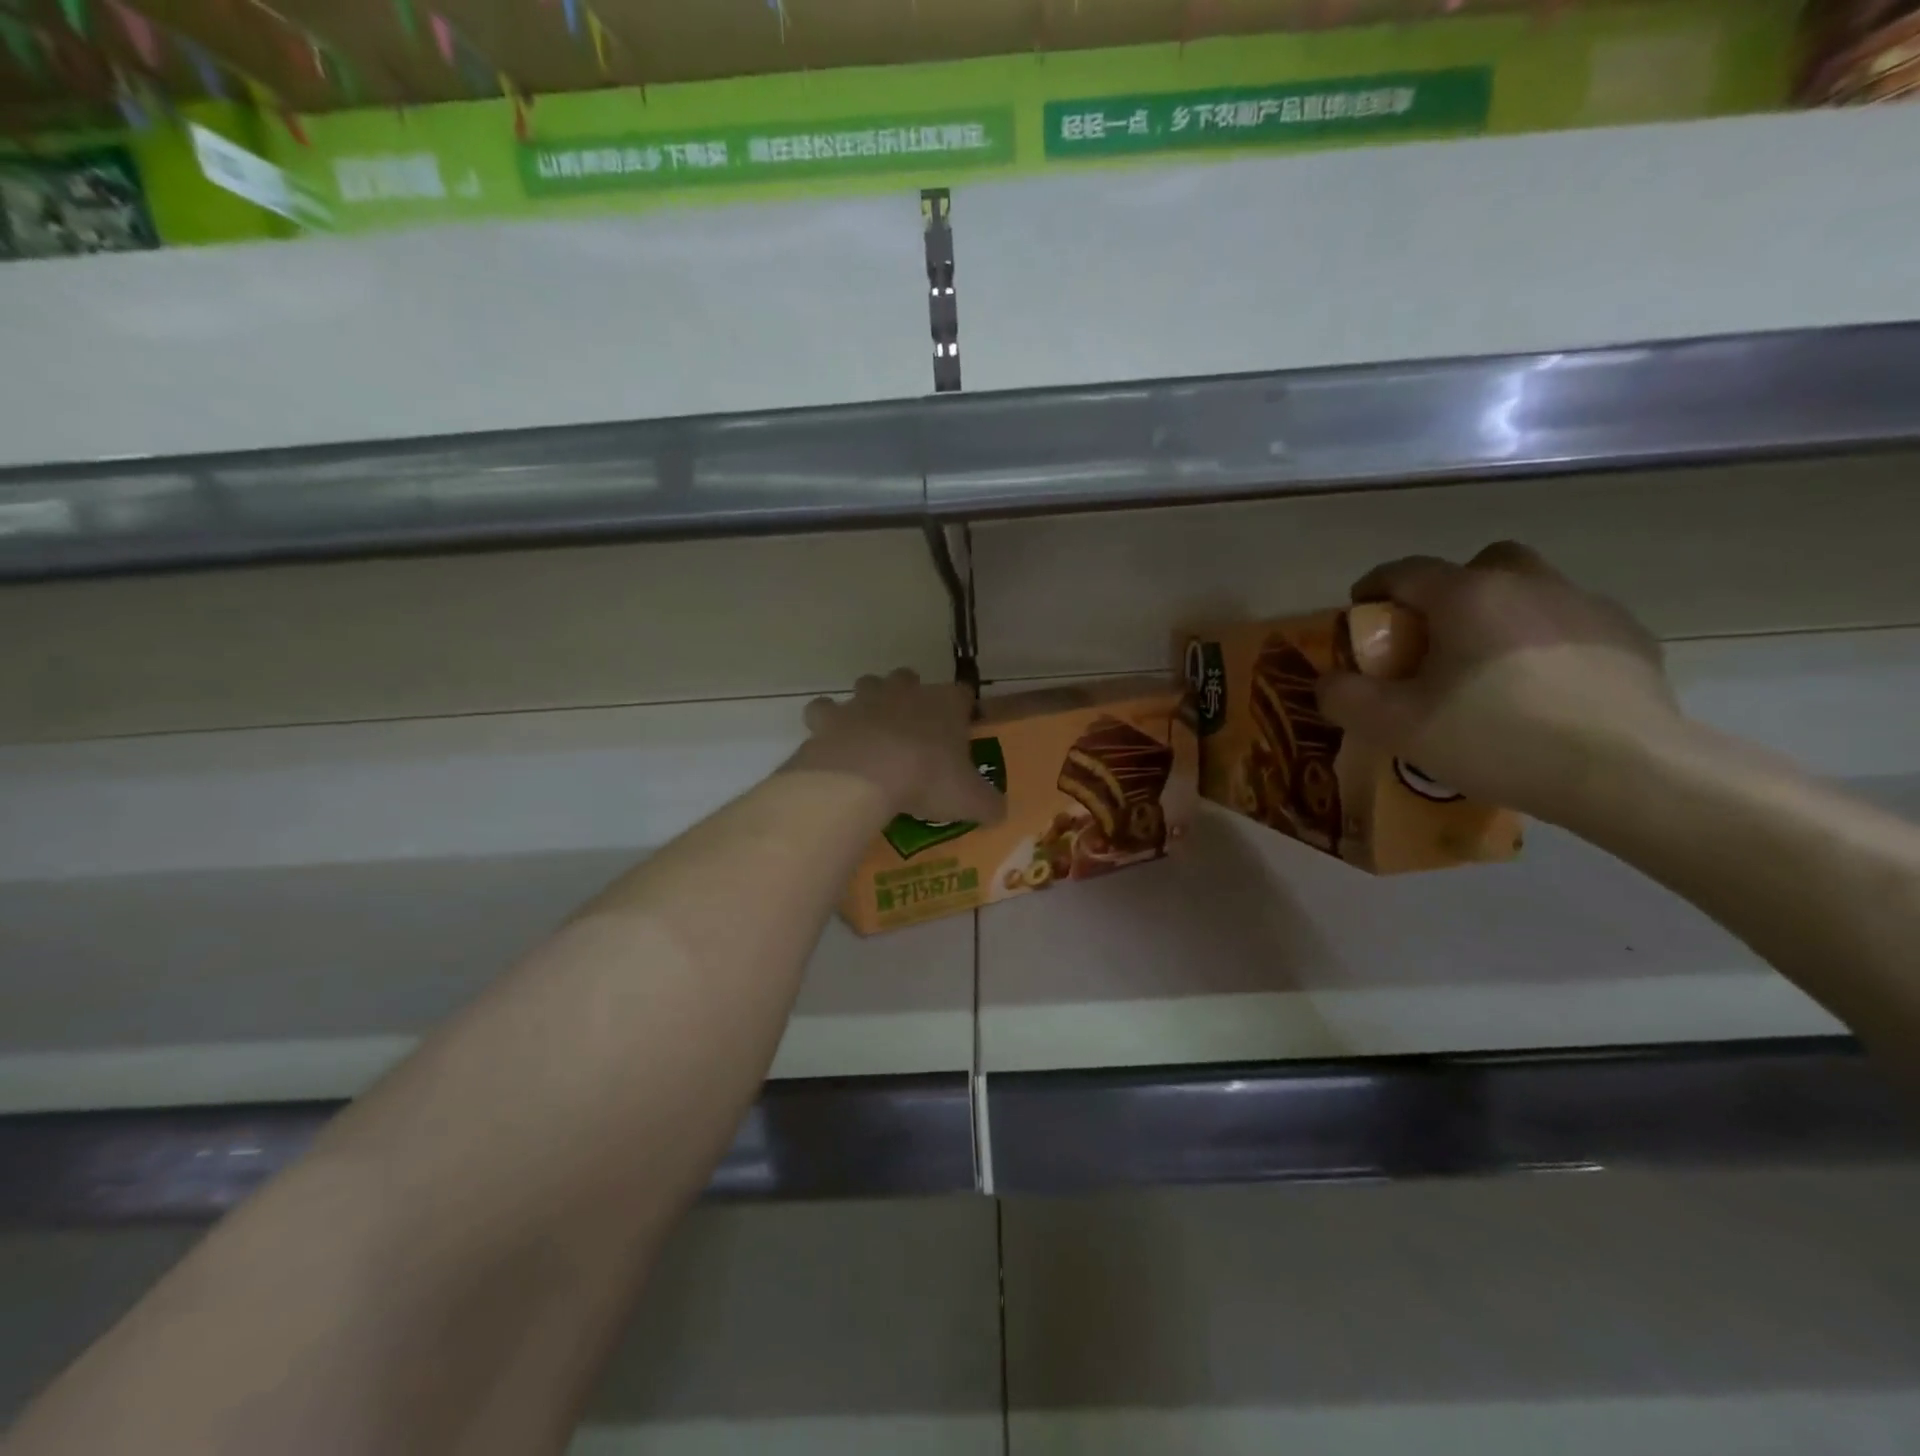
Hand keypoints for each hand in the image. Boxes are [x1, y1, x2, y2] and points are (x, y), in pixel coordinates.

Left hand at [787, 669, 1007, 824]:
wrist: (867, 776)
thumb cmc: (927, 780)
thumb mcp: (970, 799)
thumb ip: (988, 803)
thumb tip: (999, 812)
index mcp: (945, 704)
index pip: (962, 694)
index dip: (961, 710)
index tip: (960, 731)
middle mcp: (905, 691)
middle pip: (909, 679)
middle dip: (910, 696)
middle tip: (912, 731)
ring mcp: (864, 699)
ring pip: (868, 685)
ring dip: (869, 702)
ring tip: (871, 733)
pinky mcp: (830, 716)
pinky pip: (825, 710)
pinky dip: (827, 721)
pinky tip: (832, 740)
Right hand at [1315, 541, 1684, 823]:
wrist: (1623, 771)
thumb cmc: (1494, 737)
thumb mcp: (1394, 725)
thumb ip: (1345, 696)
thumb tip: (1330, 681)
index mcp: (1467, 595)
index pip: (1405, 571)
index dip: (1374, 587)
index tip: (1361, 611)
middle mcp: (1528, 584)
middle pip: (1479, 565)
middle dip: (1449, 590)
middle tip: (1436, 636)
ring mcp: (1587, 607)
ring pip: (1532, 591)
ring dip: (1502, 615)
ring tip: (1491, 668)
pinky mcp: (1630, 639)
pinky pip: (1573, 625)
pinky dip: (1549, 643)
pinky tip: (1544, 689)